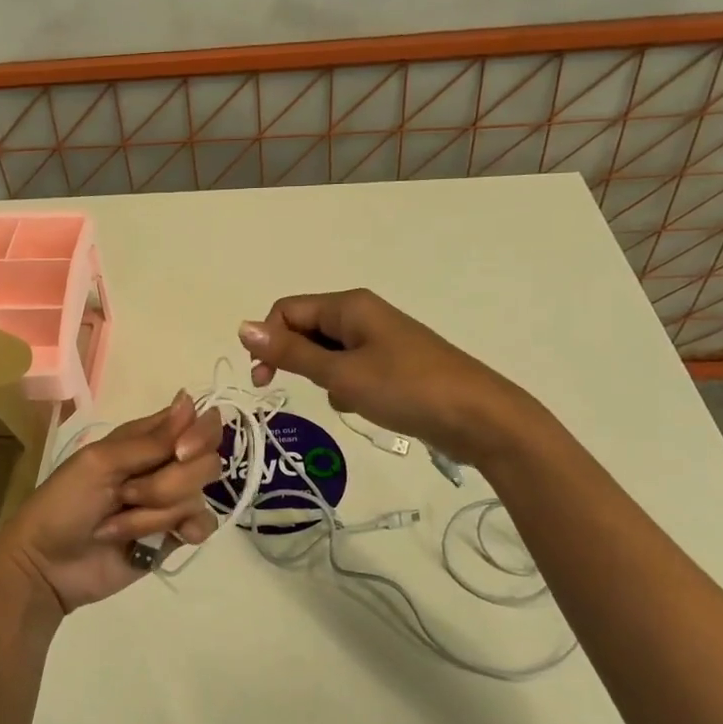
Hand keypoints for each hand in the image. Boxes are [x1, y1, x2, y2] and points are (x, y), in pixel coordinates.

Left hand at [0, 393, 222, 613]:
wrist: (46, 566)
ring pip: (198, 496)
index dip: (200, 434)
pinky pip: (203, 525)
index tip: (180, 452)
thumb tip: (189, 400)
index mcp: (144, 440)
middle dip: (167, 484)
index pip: (195, 422)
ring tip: (117, 526)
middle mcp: (164, 465)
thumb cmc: (64, 503)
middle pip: (205, 462)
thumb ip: (151, 440)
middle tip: (126, 495)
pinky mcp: (173, 536)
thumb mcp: (100, 463)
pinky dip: (185, 532)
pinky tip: (166, 540)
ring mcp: (170, 502)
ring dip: (154, 515)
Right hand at [238, 289, 540, 466]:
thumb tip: (242, 327)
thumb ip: (291, 352)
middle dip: (296, 359)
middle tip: (296, 390)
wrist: (480, 418)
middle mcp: (363, 314)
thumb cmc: (406, 389)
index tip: (264, 380)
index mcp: (349, 305)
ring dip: (323, 376)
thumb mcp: (341, 374)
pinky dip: (347, 386)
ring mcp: (381, 339)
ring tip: (344, 400)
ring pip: (328, 352)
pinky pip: (352, 367)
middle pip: (307, 328)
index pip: (287, 311)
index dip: (268, 341)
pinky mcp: (394, 363)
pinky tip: (364, 406)